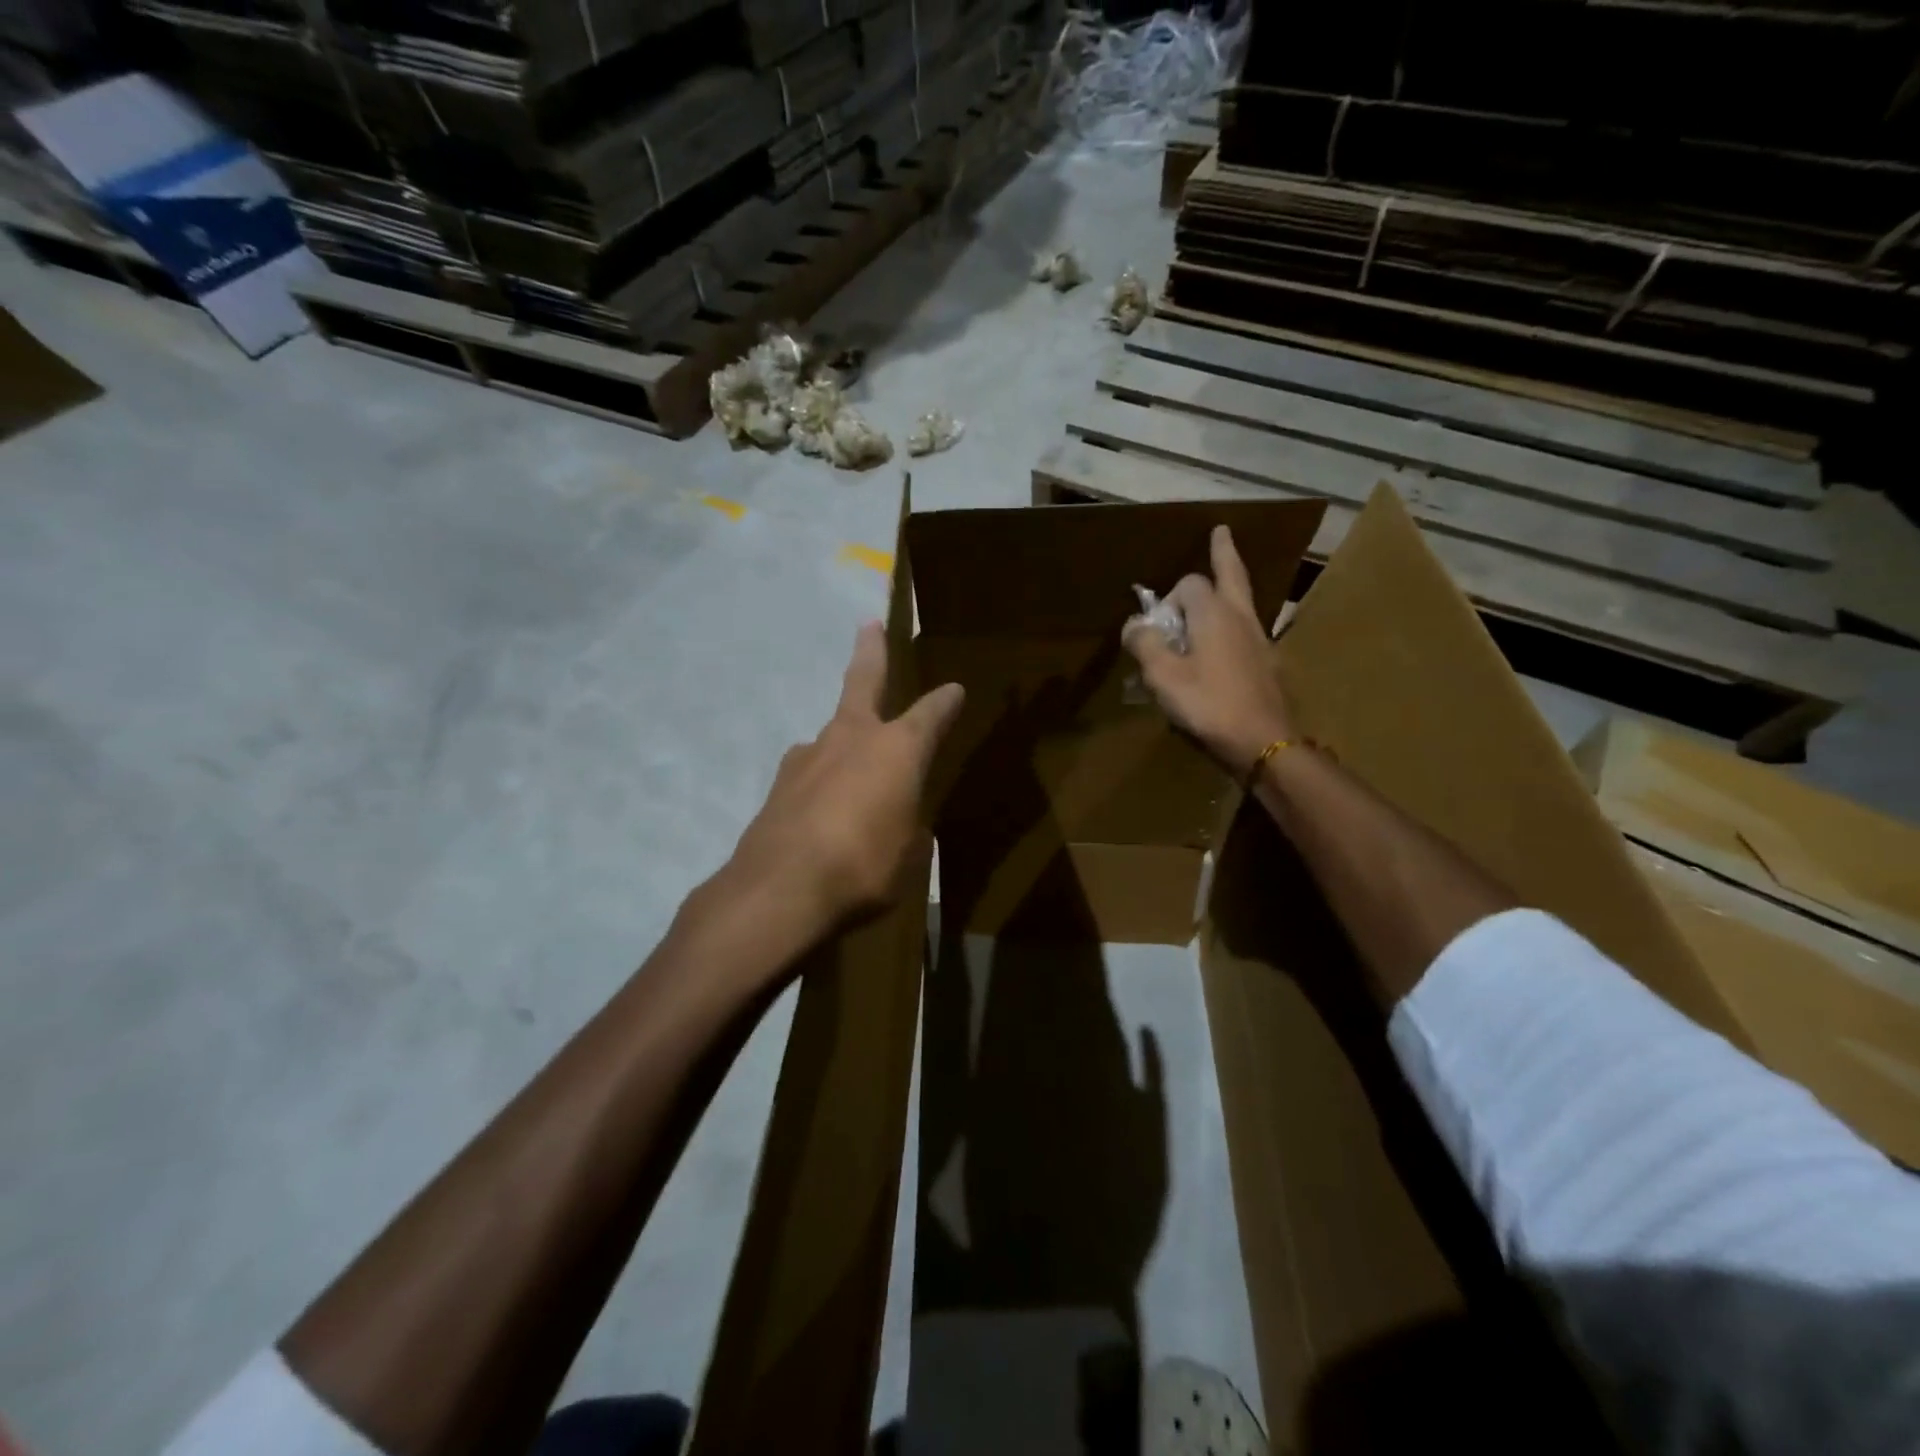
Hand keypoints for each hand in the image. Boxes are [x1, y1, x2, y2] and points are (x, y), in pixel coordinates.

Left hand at [725, 621, 964, 939]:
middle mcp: (851, 738)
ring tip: (851, 766)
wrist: (780, 890)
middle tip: (868, 626)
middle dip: (870, 652)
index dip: (945, 702)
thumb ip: (908, 828)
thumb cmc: (864, 867)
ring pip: (832, 734)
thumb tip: (903, 823)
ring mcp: (808, 757)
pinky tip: (821, 812)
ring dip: (844, 738)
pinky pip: (811, 775)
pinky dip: (821, 784)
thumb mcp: (908, 854)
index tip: (955, 690)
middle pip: (862, 681)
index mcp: (896, 749)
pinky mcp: (778, 785)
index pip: (930, 715)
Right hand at [1122, 525, 1295, 780]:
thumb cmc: (1208, 704)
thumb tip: (1135, 624)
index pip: (1188, 584)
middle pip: (1232, 574)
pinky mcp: (1268, 663)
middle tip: (1222, 531)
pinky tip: (1228, 640)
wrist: (1262, 740)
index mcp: (1213, 613)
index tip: (1154, 627)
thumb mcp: (1163, 676)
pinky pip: (1248, 629)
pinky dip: (1235, 622)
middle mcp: (1240, 617)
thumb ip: (1145, 644)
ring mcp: (1260, 639)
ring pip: (1244, 601)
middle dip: (1224, 553)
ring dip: (1231, 586)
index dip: (1167, 599)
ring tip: (1221, 582)